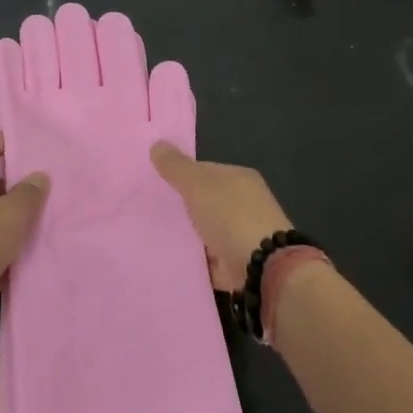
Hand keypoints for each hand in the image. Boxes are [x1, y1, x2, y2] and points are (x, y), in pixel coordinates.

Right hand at [150, 143, 292, 291]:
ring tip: (153, 235)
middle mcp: (244, 203)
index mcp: (239, 178)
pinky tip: (171, 258)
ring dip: (187, 234)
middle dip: (181, 206)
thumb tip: (157, 144)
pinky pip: (208, 257)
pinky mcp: (237, 263)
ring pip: (206, 230)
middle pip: (205, 201)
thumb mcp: (198, 185)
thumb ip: (176, 167)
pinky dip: (194, 258)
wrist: (263, 268)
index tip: (153, 184)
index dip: (179, 175)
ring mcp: (242, 234)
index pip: (204, 170)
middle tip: (149, 210)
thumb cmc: (231, 217)